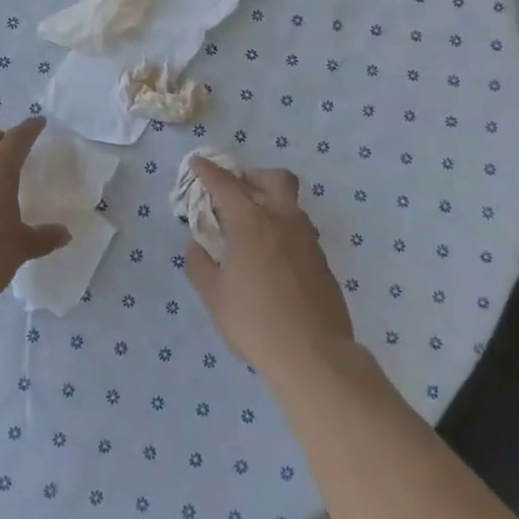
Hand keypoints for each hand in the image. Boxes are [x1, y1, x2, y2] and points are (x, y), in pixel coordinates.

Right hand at [183, 157, 354, 386]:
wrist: (313, 354)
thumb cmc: (254, 321)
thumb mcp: (214, 296)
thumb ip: (199, 265)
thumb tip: (196, 246)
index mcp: (251, 221)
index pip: (226, 184)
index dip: (209, 171)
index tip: (198, 164)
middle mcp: (283, 219)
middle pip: (273, 178)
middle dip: (253, 177)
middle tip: (236, 194)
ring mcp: (307, 239)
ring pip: (290, 204)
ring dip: (271, 204)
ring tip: (253, 230)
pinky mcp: (322, 260)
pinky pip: (300, 232)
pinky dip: (283, 231)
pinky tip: (273, 259)